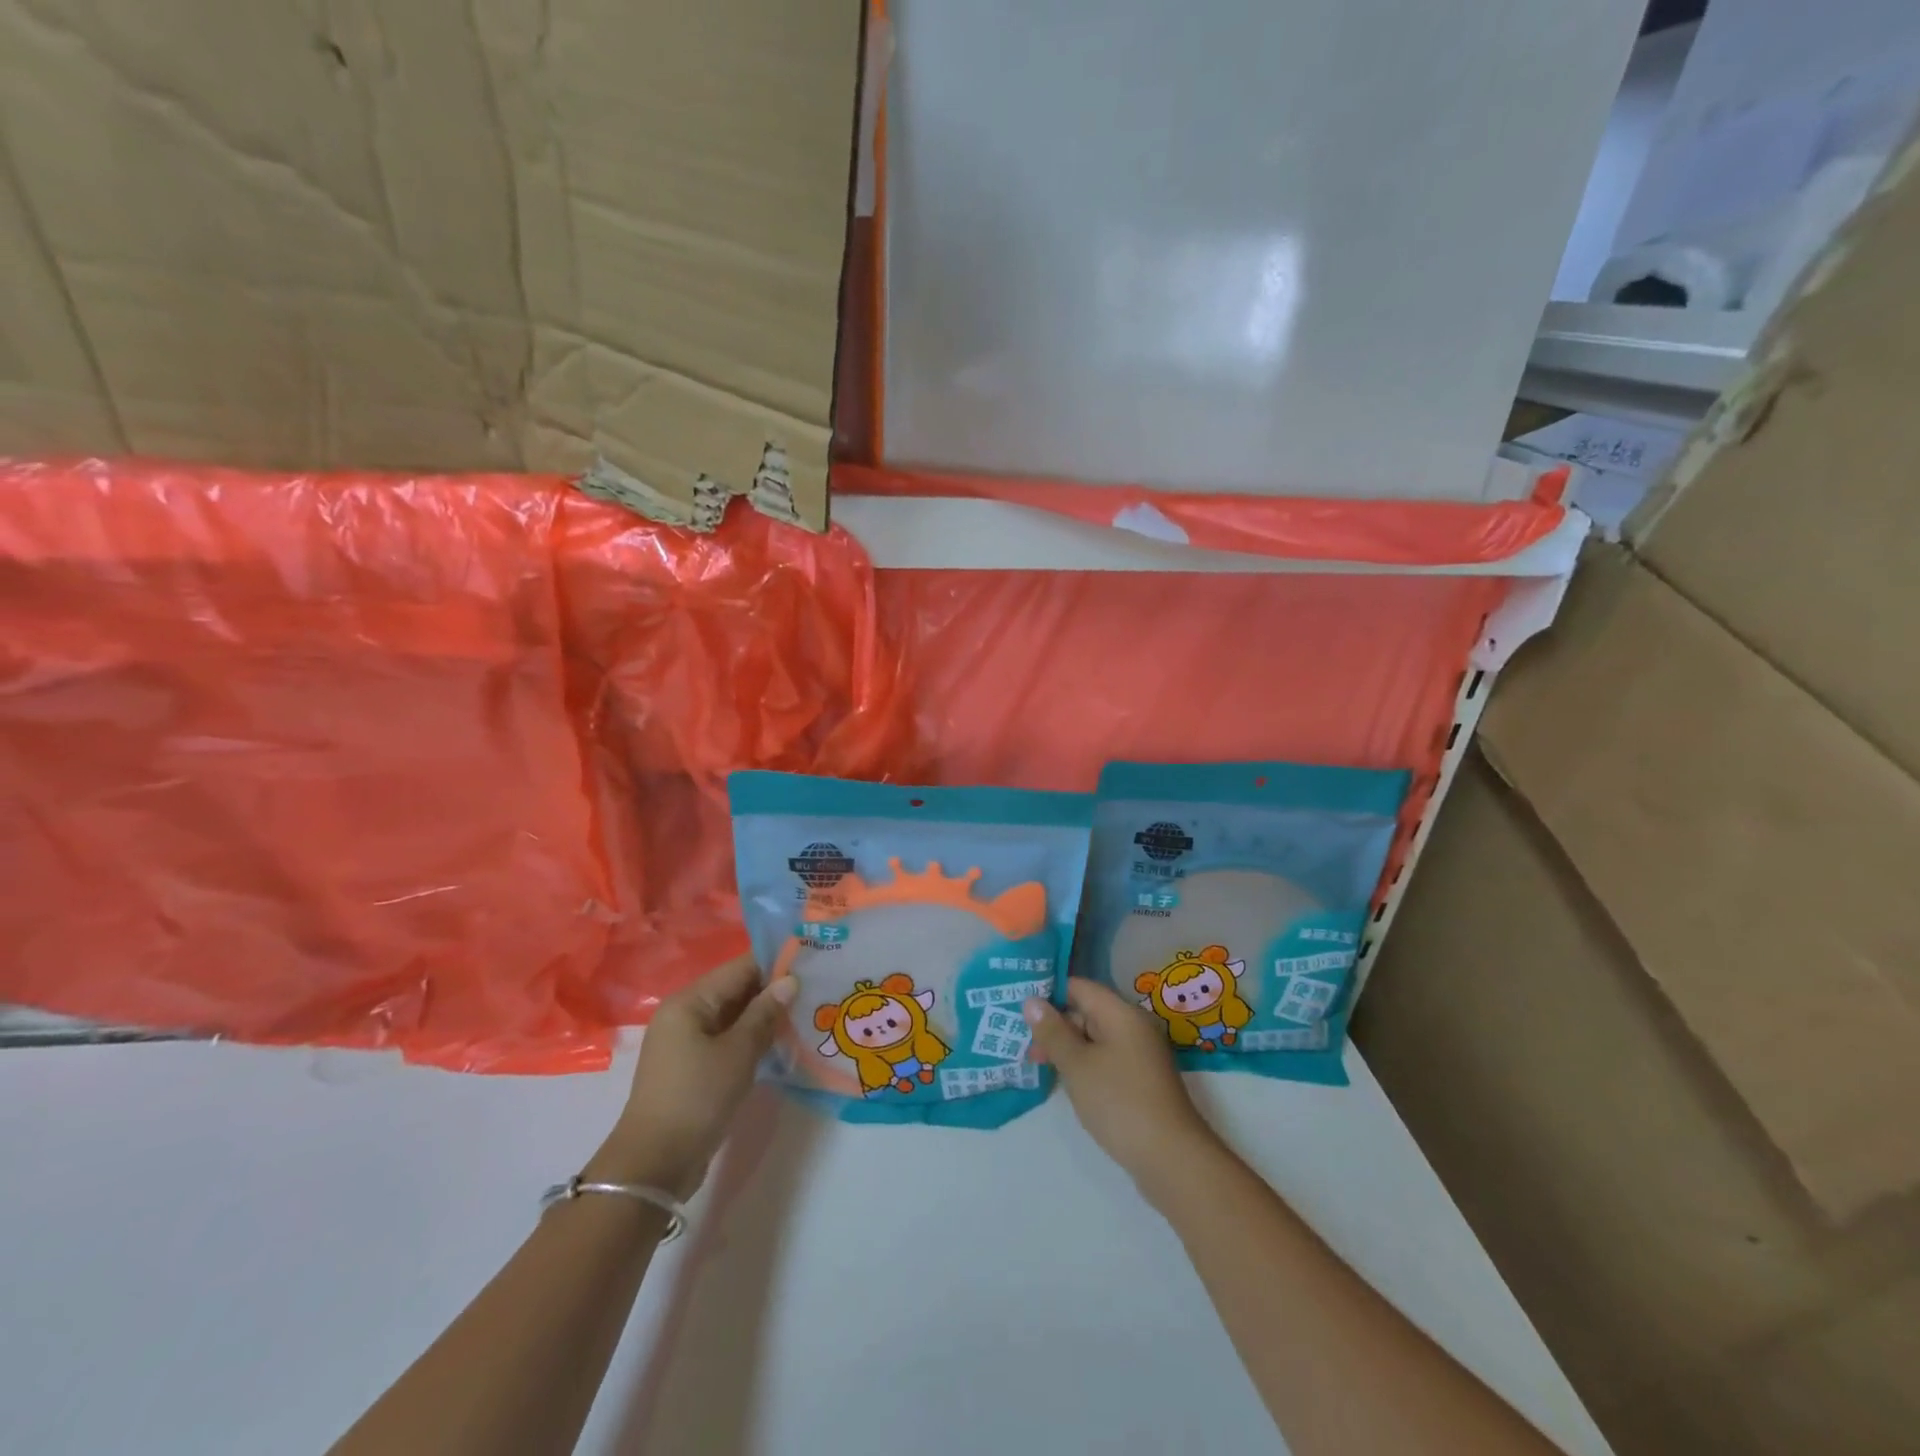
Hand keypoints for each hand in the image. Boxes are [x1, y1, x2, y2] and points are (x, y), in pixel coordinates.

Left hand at [588, 953, 795, 1199]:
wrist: (655, 1166)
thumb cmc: (697, 1098)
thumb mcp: (738, 1052)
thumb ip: (765, 1013)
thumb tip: (790, 981)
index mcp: (690, 1001)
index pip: (739, 967)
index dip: (775, 962)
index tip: (811, 960)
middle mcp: (686, 1014)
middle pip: (736, 989)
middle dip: (773, 990)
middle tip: (815, 988)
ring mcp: (688, 1041)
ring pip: (735, 1016)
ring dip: (766, 1015)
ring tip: (807, 1012)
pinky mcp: (694, 1066)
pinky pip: (729, 1039)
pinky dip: (753, 1038)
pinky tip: (783, 1041)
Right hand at [1024, 977, 1225, 1209]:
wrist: (1171, 1159)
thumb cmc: (1119, 1102)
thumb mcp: (1077, 1065)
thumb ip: (1052, 1032)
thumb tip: (1031, 1000)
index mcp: (1121, 1013)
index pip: (1079, 986)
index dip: (1049, 991)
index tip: (1019, 1005)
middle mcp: (1133, 1026)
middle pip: (1087, 1011)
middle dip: (1054, 1024)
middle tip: (1022, 1042)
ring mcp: (1139, 1054)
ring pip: (1094, 1038)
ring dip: (1067, 1046)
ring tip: (1035, 1062)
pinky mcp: (1140, 1079)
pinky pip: (1105, 1058)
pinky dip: (1084, 1063)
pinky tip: (1065, 1080)